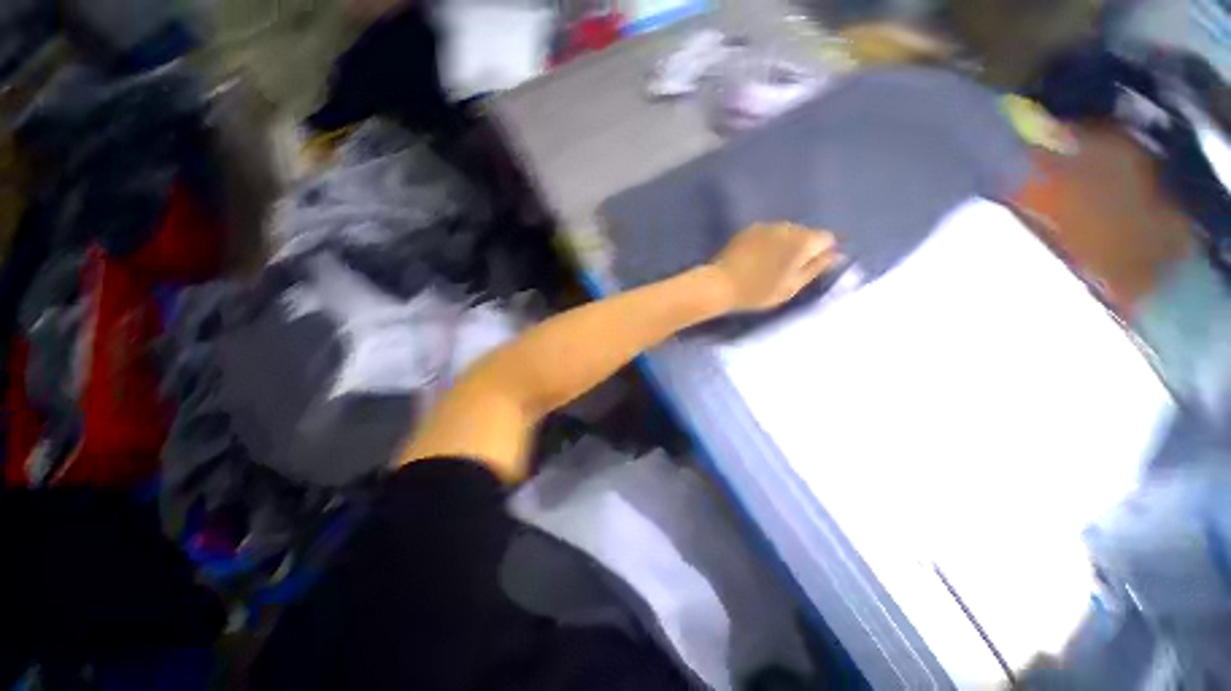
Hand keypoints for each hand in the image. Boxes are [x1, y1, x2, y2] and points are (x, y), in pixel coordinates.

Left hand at [709, 222, 838, 311]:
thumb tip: (837, 255)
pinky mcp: (749, 229)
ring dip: (785, 244)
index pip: (827, 238)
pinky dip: (769, 242)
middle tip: (787, 270)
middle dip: (803, 248)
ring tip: (770, 265)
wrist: (720, 284)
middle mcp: (787, 226)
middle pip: (806, 233)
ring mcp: (766, 225)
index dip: (822, 254)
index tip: (808, 270)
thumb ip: (816, 268)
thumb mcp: (792, 287)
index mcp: (802, 241)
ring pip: (787, 232)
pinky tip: (756, 259)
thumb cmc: (758, 291)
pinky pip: (768, 233)